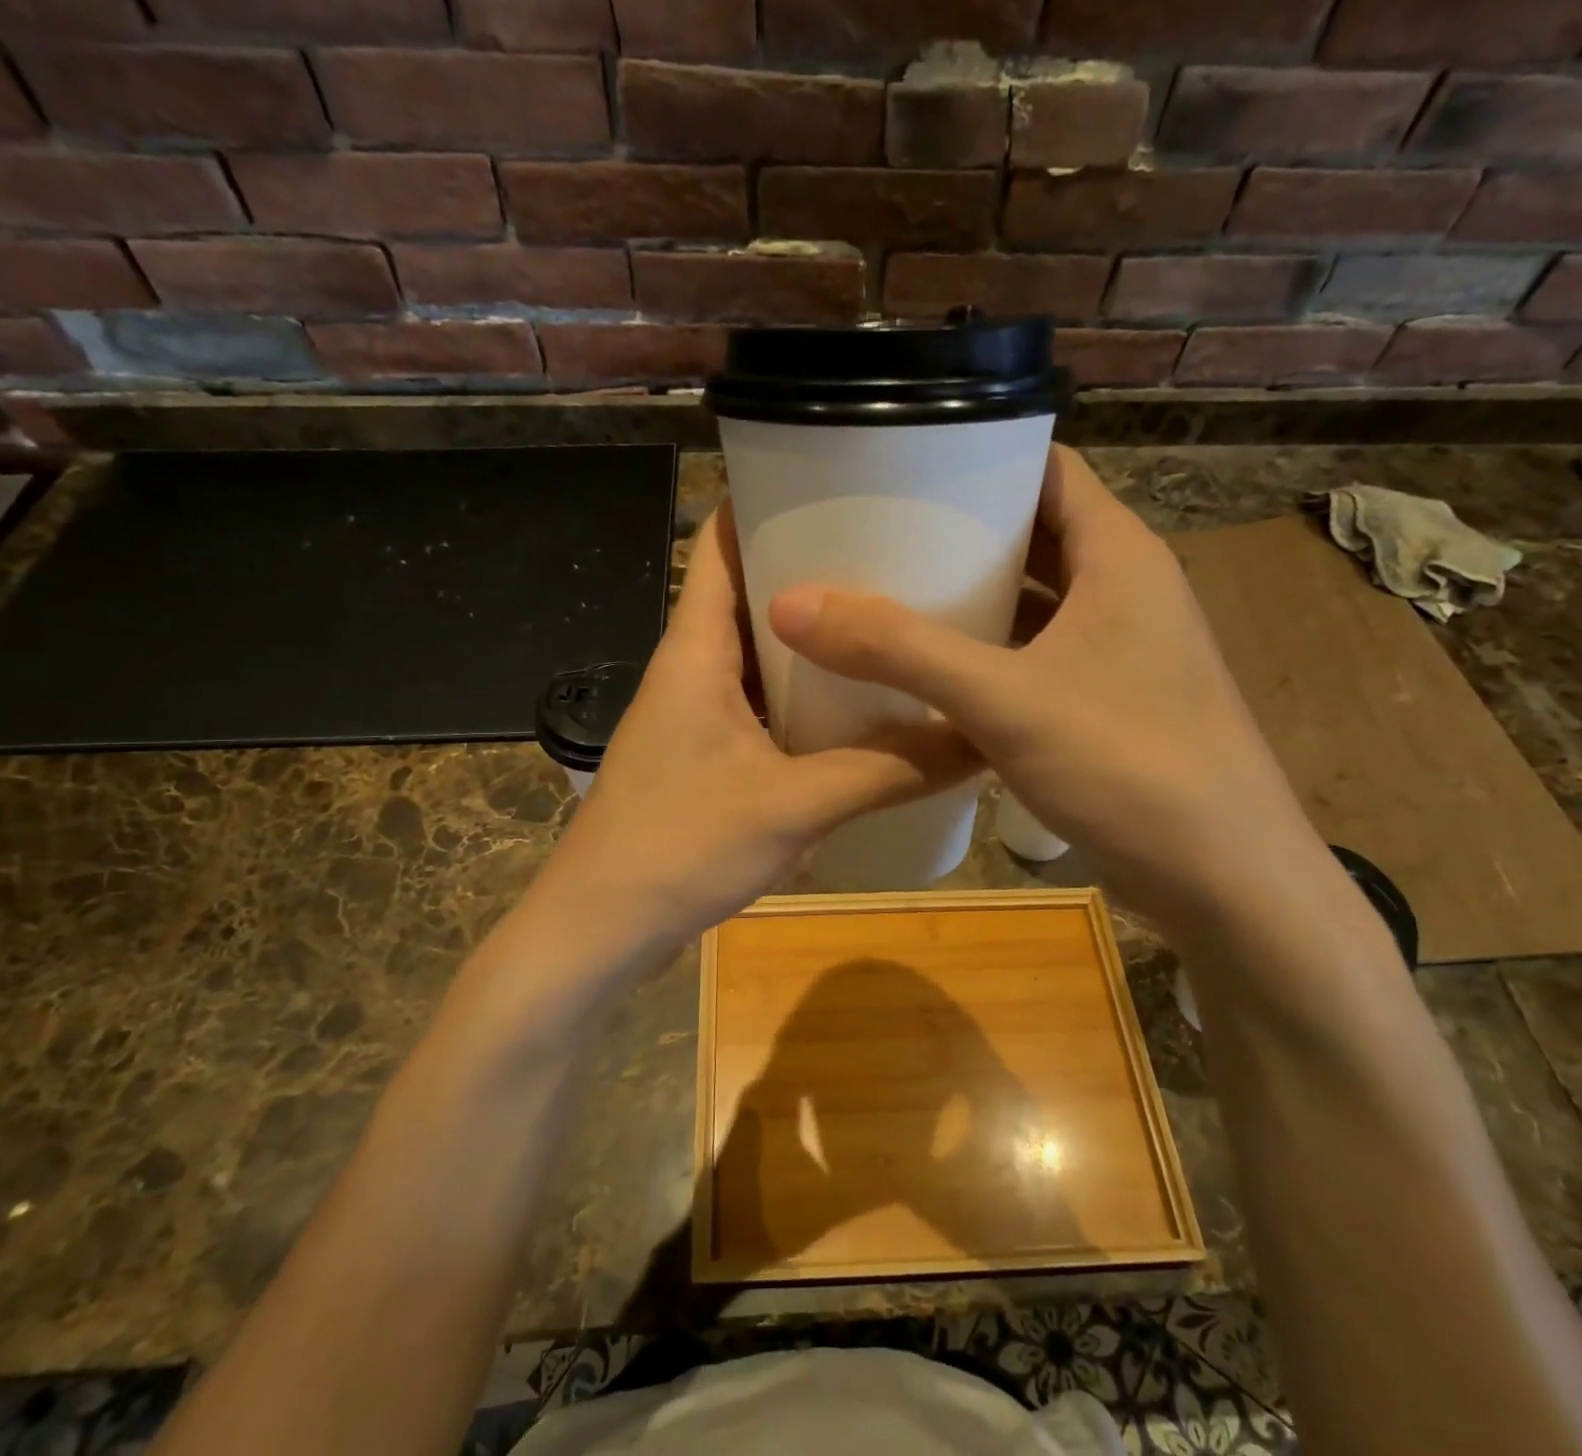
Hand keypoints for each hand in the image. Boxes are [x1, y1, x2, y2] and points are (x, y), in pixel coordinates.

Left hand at [535, 504, 979, 955]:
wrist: (602, 927)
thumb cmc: (681, 846)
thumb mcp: (796, 804)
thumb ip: (889, 770)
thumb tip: (979, 741)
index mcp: (695, 649)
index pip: (720, 542)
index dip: (768, 501)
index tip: (840, 483)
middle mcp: (691, 667)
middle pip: (749, 593)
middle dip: (813, 571)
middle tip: (895, 556)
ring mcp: (695, 713)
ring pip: (759, 653)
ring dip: (812, 640)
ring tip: (887, 621)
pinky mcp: (705, 755)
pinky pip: (760, 703)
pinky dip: (802, 695)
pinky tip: (854, 706)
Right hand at [768, 444, 1324, 930]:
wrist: (1227, 881)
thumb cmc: (1129, 765)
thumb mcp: (1003, 699)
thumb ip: (899, 649)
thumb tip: (791, 603)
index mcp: (1117, 556)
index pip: (1047, 468)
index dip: (980, 459)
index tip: (902, 467)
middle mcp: (1124, 590)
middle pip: (1036, 533)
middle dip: (962, 532)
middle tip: (877, 534)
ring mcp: (1120, 651)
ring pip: (1037, 600)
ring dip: (974, 597)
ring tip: (891, 594)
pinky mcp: (1110, 703)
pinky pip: (1038, 655)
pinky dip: (990, 653)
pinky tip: (933, 672)